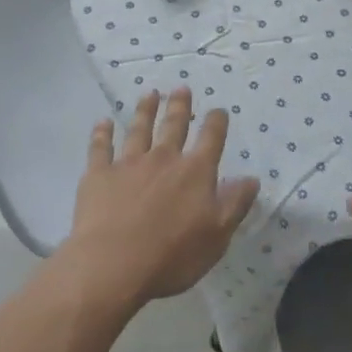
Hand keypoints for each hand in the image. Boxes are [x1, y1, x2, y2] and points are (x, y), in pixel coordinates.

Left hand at [64, 89, 259, 307]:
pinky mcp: (99, 174)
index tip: (219, 110)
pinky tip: (103, 122)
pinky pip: (100, 147)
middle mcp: (163, 158)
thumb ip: (234, 204)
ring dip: (145, 110)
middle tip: (181, 88)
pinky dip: (102, 133)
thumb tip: (251, 178)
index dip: (216, 122)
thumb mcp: (217, 236)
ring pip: (138, 129)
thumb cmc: (172, 255)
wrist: (113, 264)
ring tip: (150, 94)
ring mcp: (128, 163)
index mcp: (195, 172)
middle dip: (179, 106)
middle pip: (173, 126)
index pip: (210, 139)